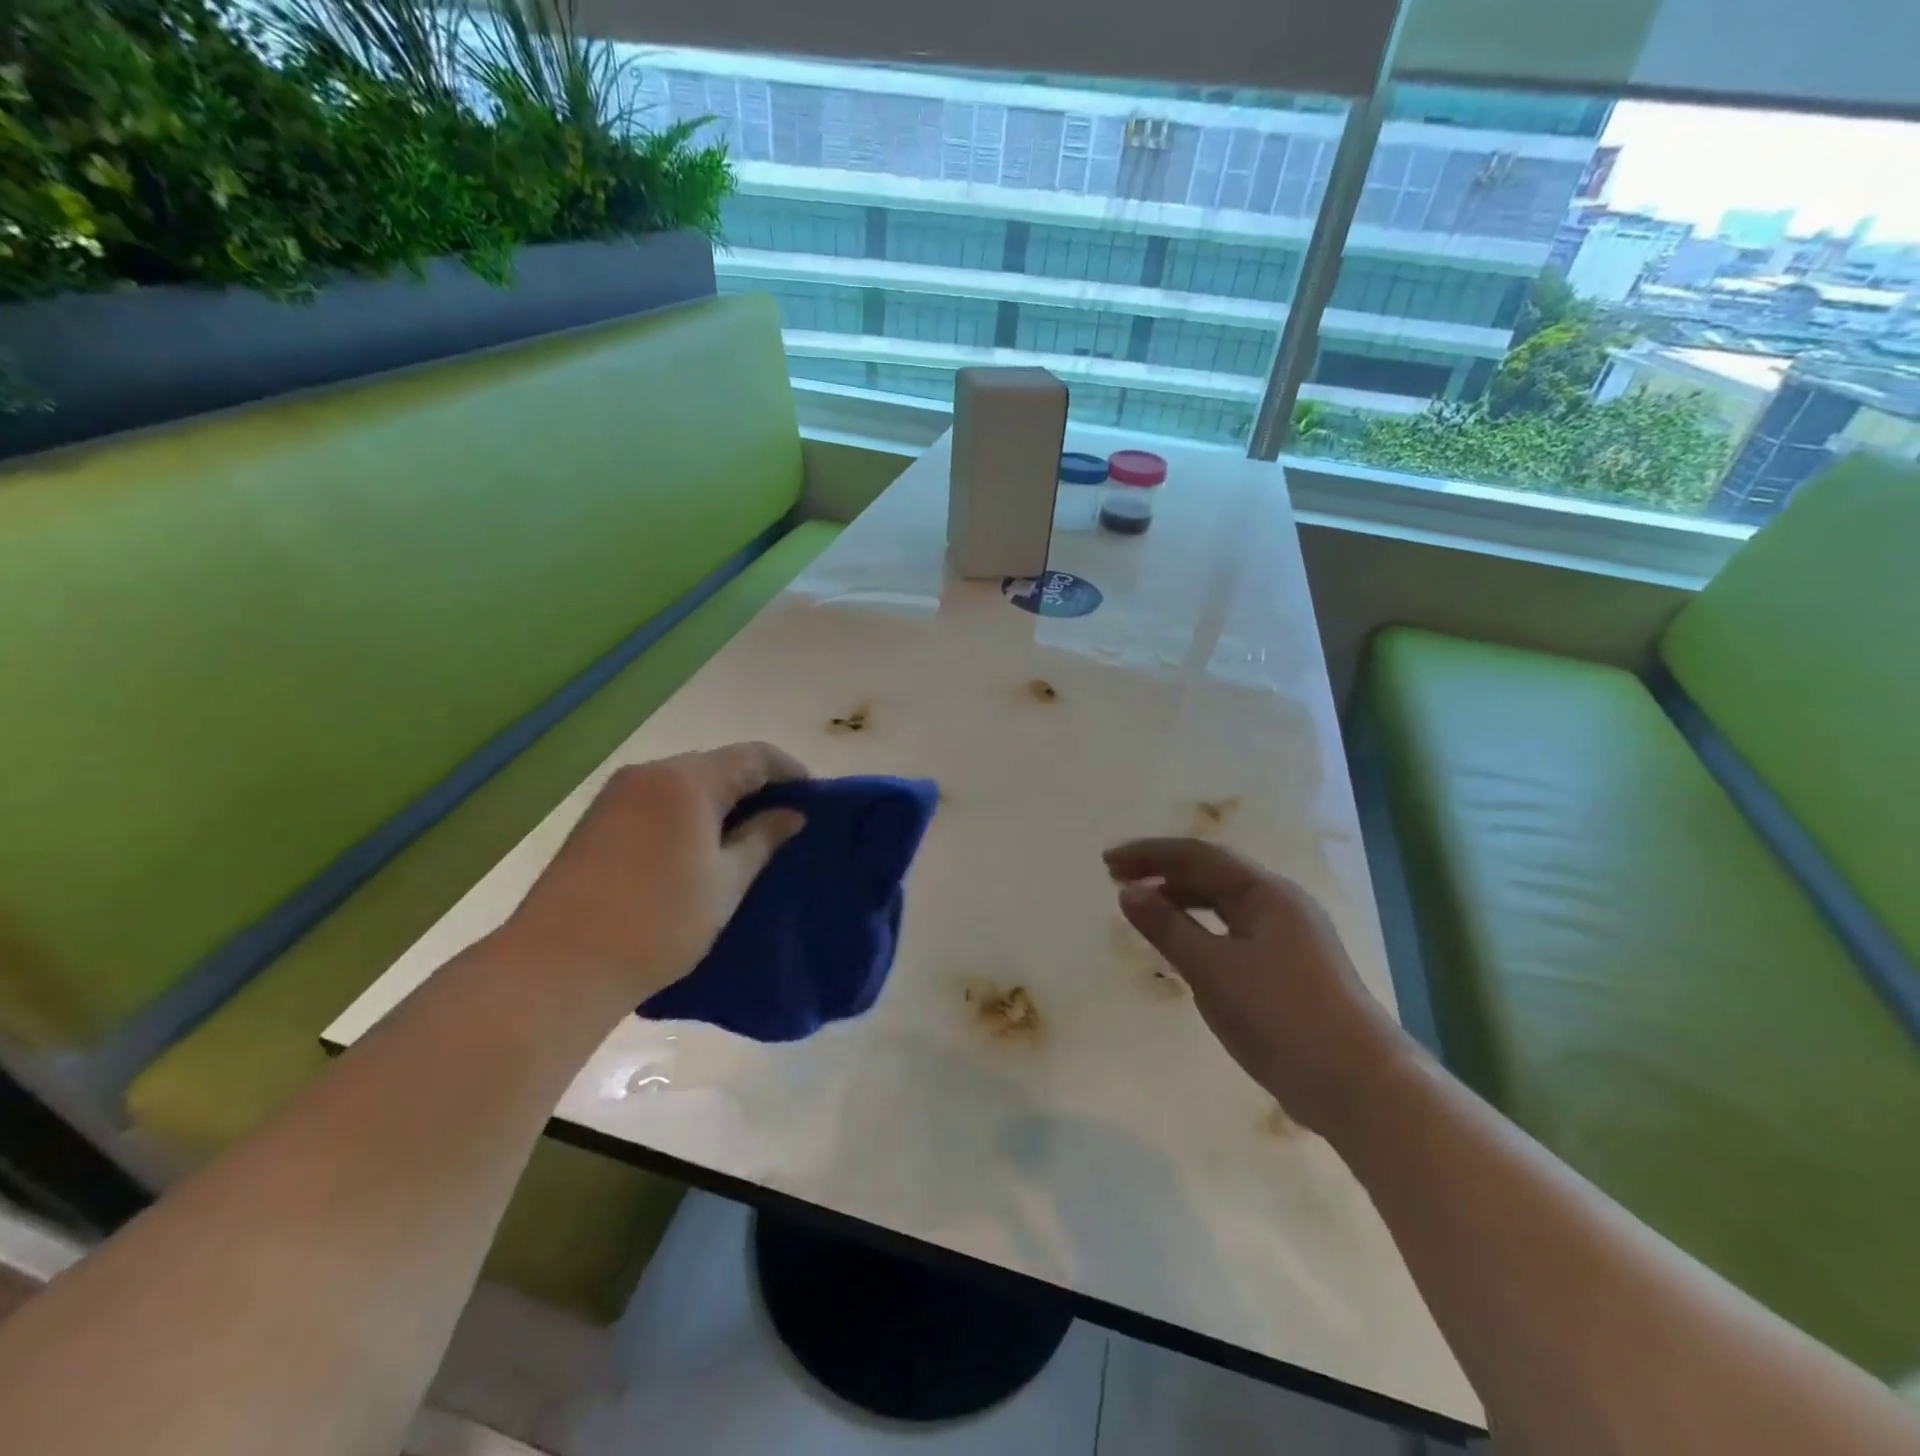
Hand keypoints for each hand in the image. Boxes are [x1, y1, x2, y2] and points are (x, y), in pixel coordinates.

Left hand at [498, 742, 807, 1004]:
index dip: (790, 771)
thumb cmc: (659, 922)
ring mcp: (617, 794)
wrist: (558, 965)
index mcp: (688, 781)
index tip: (813, 798)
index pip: (754, 756)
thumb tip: (792, 814)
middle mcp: (651, 773)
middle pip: (718, 764)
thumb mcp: (726, 882)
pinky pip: (657, 800)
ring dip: (720, 801)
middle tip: (783, 821)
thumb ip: (763, 839)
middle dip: (755, 786)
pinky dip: (687, 813)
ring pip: (685, 783)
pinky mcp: (597, 819)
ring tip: (746, 837)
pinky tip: (698, 846)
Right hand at [1104, 838, 1409, 1135]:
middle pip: (1212, 873)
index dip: (1149, 854)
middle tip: (1118, 879)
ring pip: (1225, 903)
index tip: (1107, 862)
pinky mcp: (1291, 969)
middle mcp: (1280, 904)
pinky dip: (1202, 928)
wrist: (1360, 1085)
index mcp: (1266, 893)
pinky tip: (1184, 946)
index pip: (1197, 856)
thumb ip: (1167, 927)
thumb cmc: (1281, 1017)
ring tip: (1144, 908)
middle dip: (1163, 872)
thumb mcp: (1213, 969)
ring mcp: (1290, 937)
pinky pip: (1235, 931)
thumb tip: (1129, 892)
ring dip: (1182, 899)